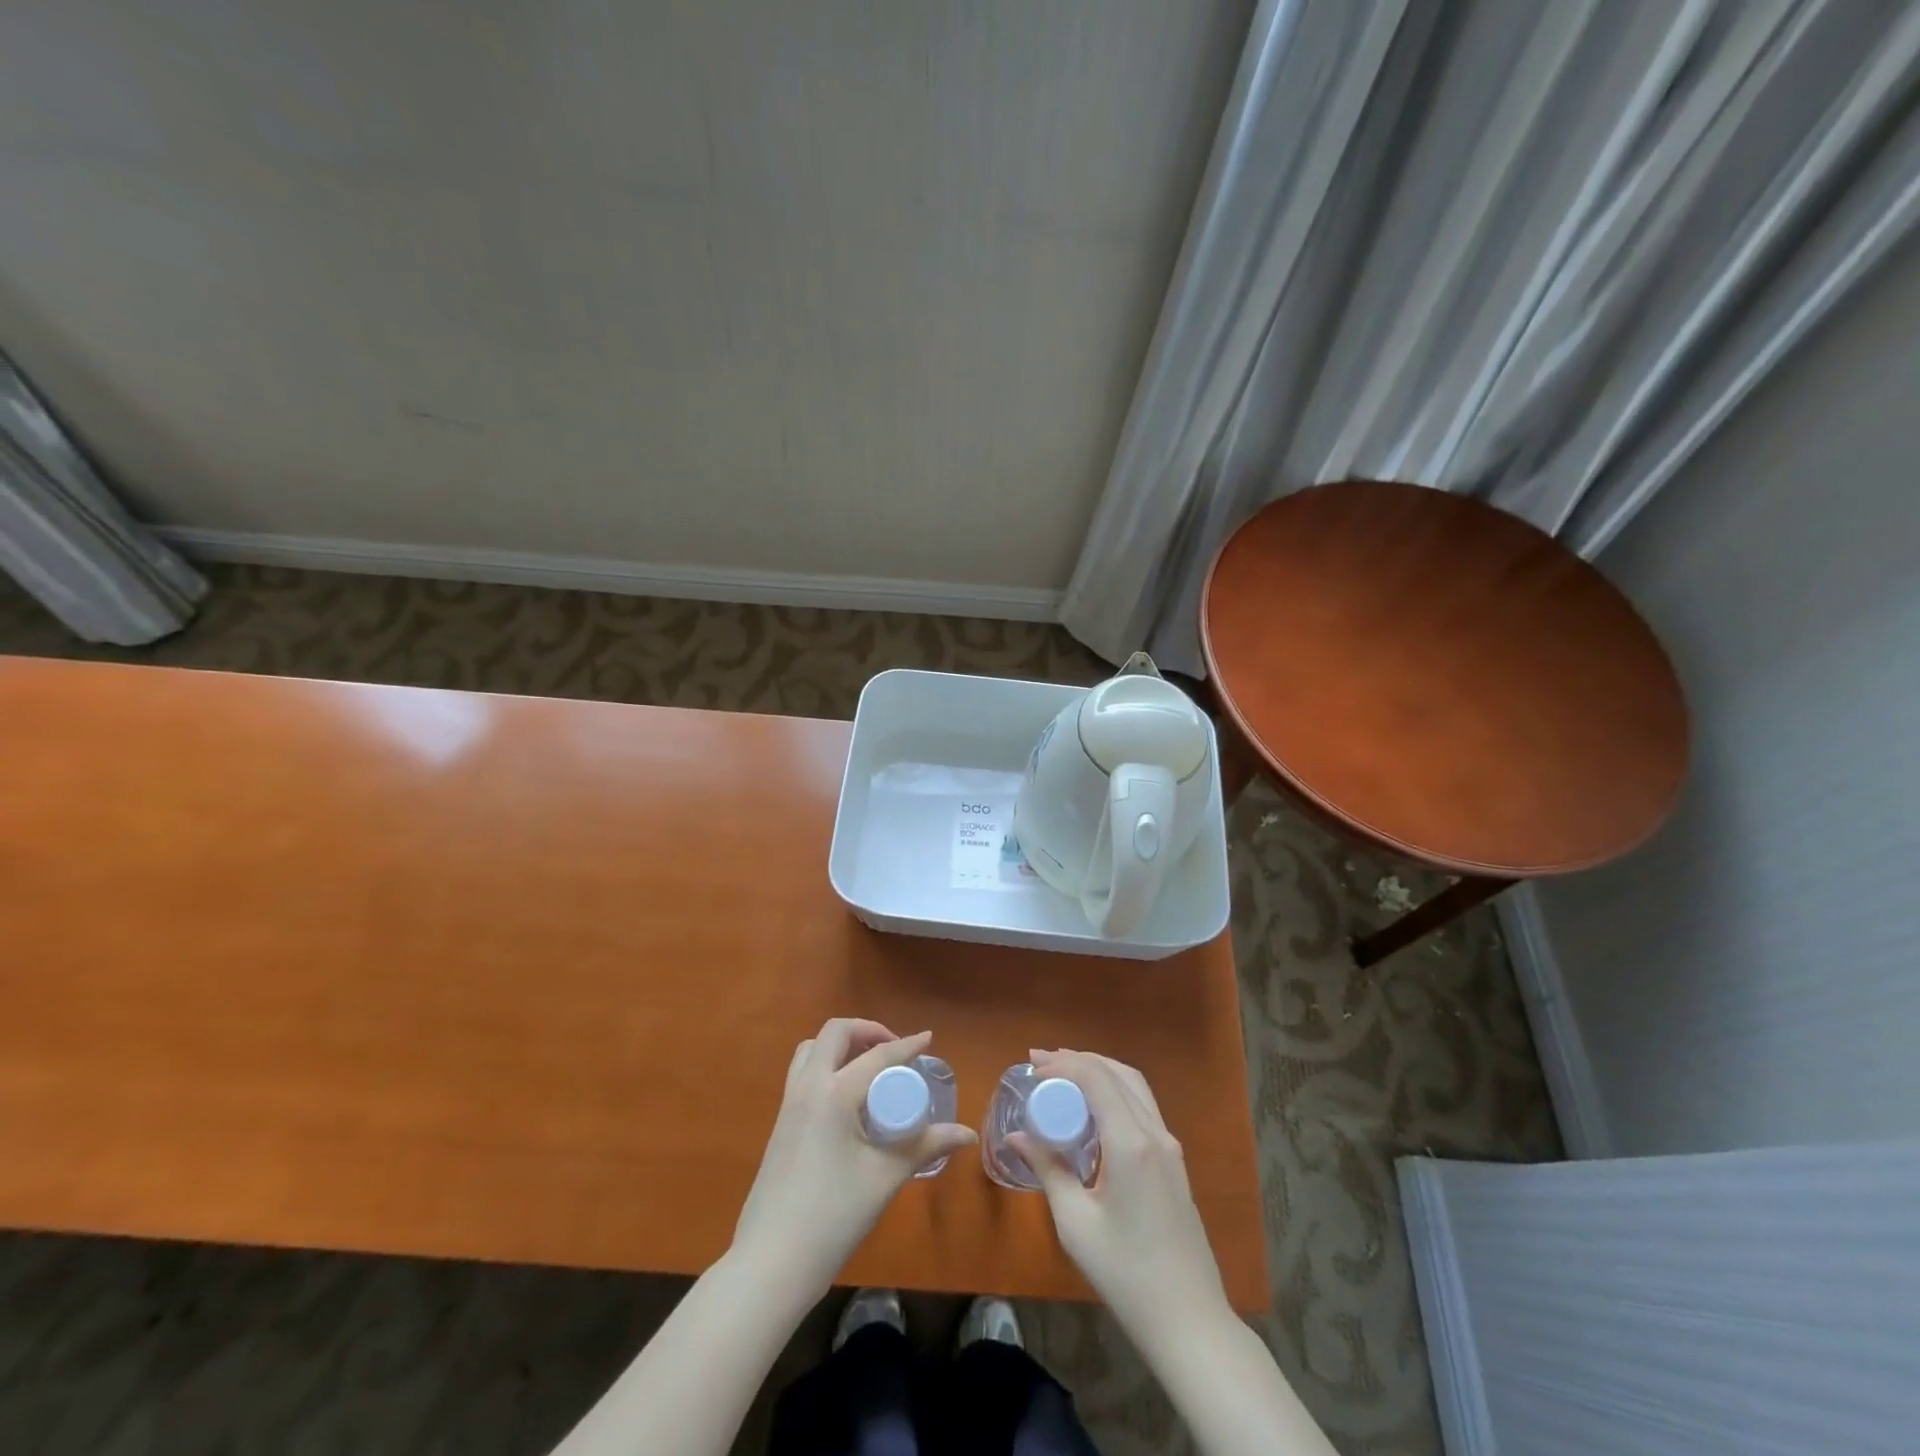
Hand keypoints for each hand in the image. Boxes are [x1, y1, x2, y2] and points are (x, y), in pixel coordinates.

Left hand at [731, 1019, 976, 1299]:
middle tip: (894, 1051)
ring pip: (812, 1050)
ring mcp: (789, 1104)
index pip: (877, 1056)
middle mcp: (808, 1087)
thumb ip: (924, 1147)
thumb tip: (966, 1135)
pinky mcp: (780, 1124)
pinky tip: (848, 1099)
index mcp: (834, 1093)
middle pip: (835, 1034)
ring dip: (841, 1046)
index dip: (906, 1045)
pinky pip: (803, 1074)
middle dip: (867, 1031)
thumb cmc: (833, 1217)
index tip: (928, 1038)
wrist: (771, 1263)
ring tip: (870, 1068)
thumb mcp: (884, 1178)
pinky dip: (827, 1066)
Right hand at [1010, 1049, 1232, 1346]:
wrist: (1189, 1321)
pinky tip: (1093, 1109)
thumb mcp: (1075, 1223)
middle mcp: (1155, 1133)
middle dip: (1078, 1060)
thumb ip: (1048, 1169)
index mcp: (1130, 1143)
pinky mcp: (1174, 1161)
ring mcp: (1170, 1146)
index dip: (1062, 1064)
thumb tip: (1017, 1136)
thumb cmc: (1126, 1273)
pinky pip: (1143, 1106)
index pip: (1095, 1078)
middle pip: (1117, 1073)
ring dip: (1099, 1071)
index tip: (1031, 1069)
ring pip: (1135, 1086)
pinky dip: (1115, 1091)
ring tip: (1063, 1075)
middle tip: (1041, 1063)